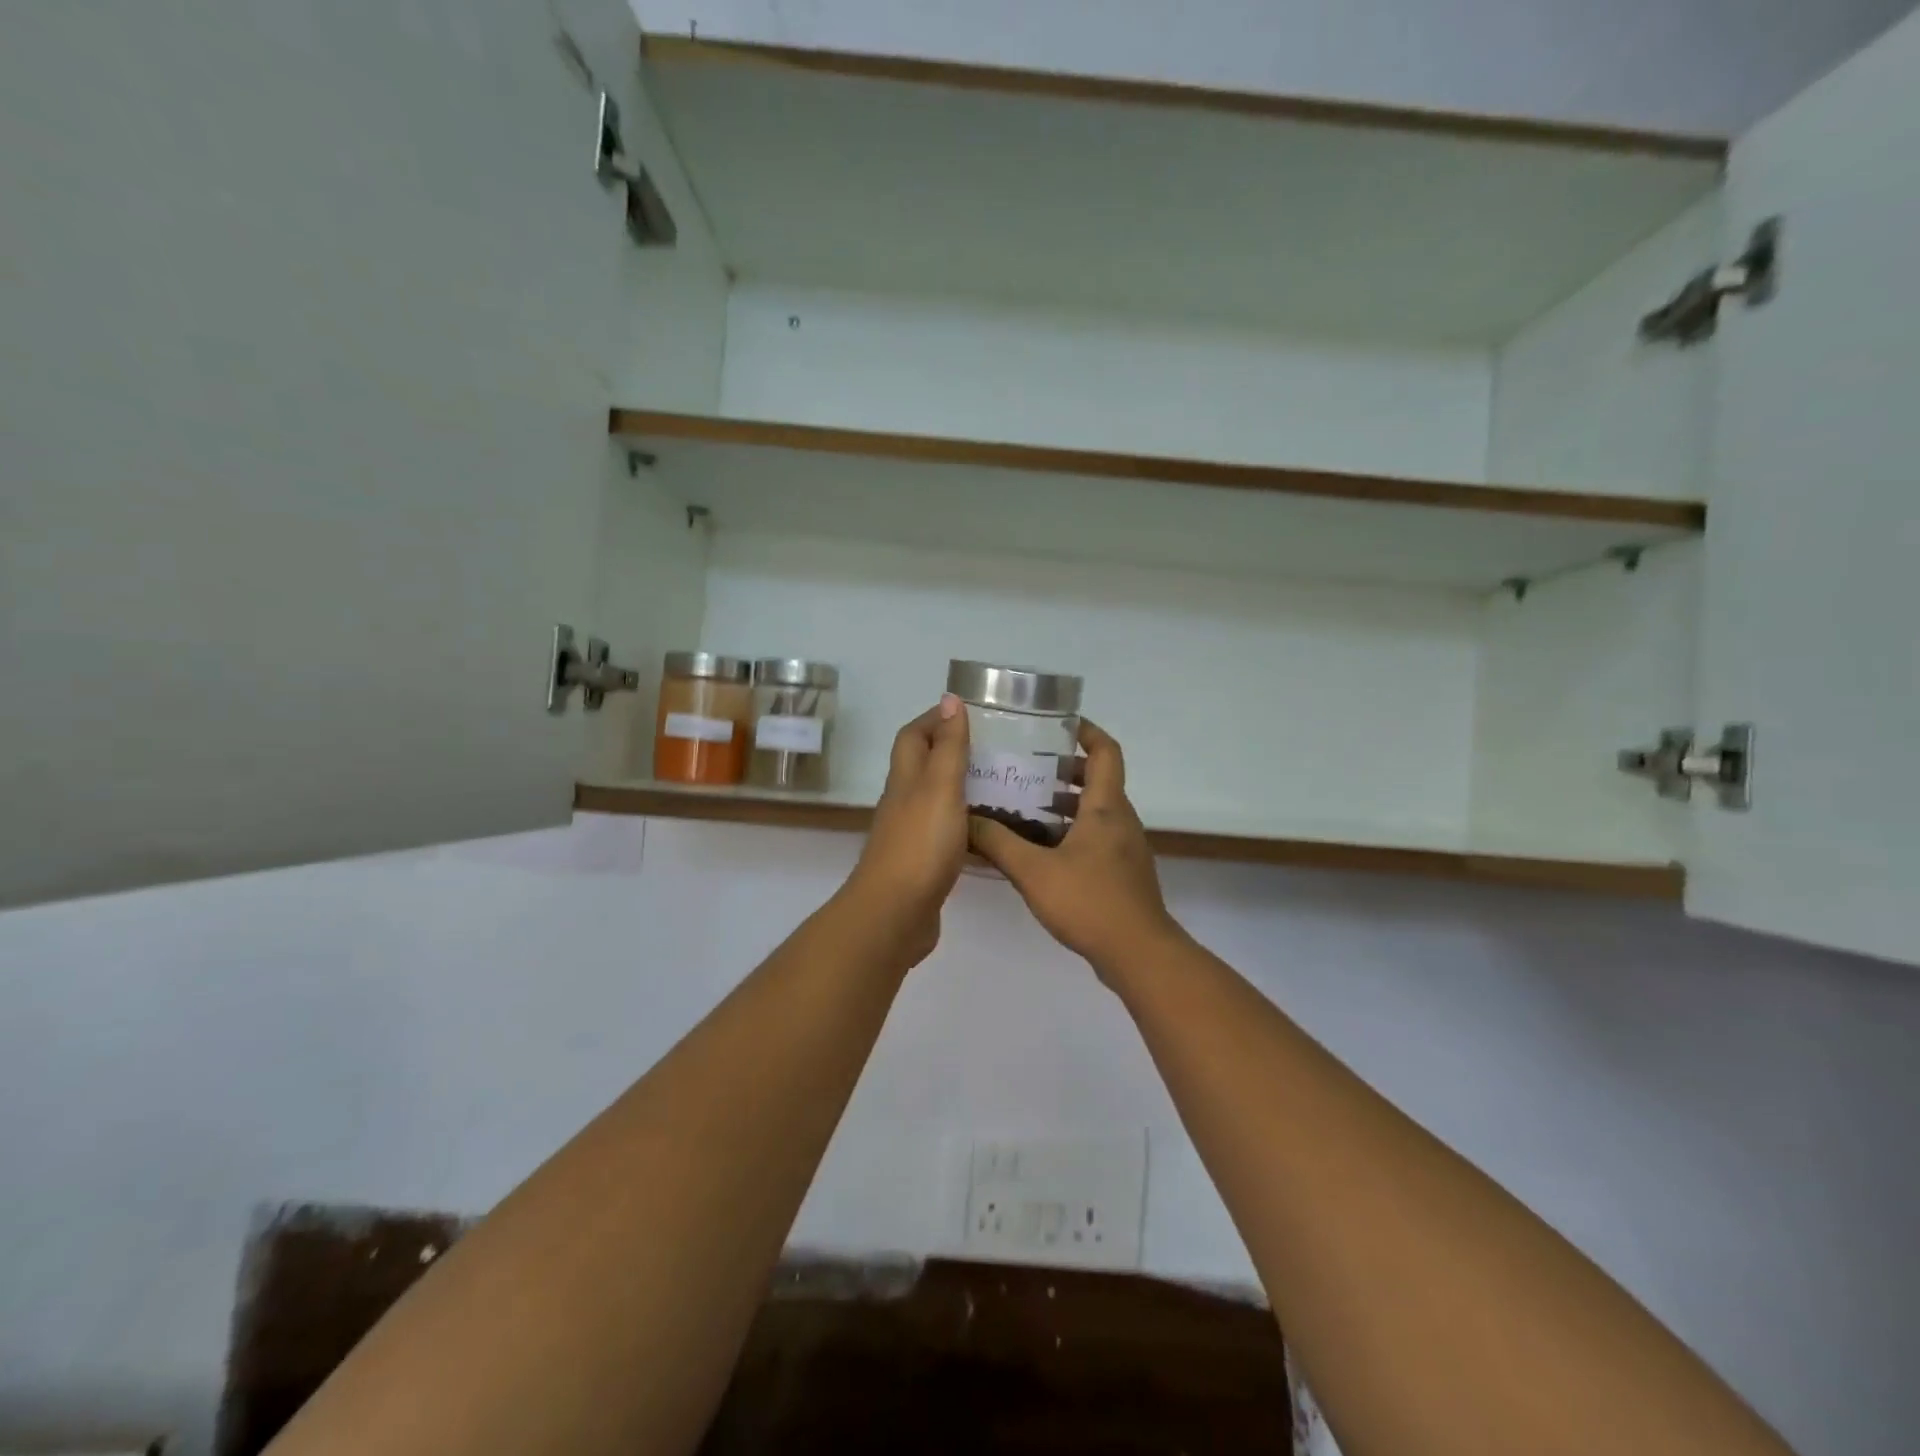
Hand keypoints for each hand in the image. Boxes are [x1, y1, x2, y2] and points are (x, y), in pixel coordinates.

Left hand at [842, 695, 971, 966]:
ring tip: (1001, 785)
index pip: (913, 736)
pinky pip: (945, 833)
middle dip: (951, 751)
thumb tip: (948, 699)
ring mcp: (911, 835)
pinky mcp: (922, 864)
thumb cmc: (920, 844)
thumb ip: (947, 746)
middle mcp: (904, 802)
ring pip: (935, 800)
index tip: (967, 713)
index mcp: (906, 779)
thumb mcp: (939, 787)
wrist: (895, 914)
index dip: (934, 719)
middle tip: (994, 749)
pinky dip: (965, 824)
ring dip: (960, 788)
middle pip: (922, 766)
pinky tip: (989, 832)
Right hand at [968, 720, 1184, 983]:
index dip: (1086, 732)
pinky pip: (1095, 838)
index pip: (1106, 751)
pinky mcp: (1121, 873)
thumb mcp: (1033, 871)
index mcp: (1106, 807)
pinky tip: (1037, 851)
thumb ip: (998, 843)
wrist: (1138, 954)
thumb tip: (965, 820)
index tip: (1058, 724)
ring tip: (1023, 807)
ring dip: (1063, 804)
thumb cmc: (1089, 902)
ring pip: (1095, 812)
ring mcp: (1124, 849)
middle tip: (1025, 769)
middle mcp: (1120, 820)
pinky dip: (1069, 832)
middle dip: (1063, 770)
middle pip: (1097, 780)